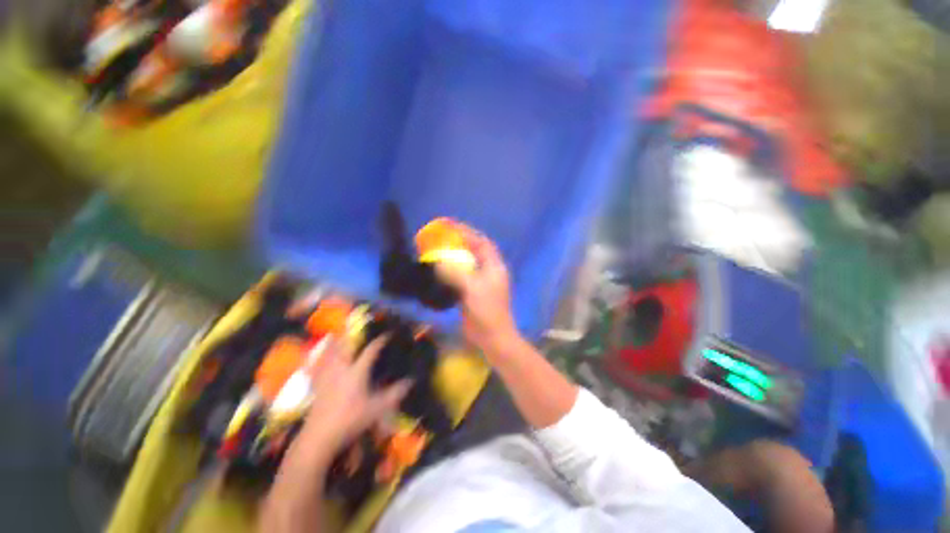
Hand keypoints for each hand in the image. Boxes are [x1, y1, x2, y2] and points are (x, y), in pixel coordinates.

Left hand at [297, 336, 410, 454]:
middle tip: (358, 328)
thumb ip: (394, 394)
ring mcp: (327, 376)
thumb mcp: (377, 409)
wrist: (319, 436)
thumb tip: (410, 381)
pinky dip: (320, 358)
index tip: (387, 335)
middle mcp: (341, 369)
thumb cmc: (350, 420)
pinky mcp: (317, 385)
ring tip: (338, 335)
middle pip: (346, 346)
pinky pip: (317, 366)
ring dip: (335, 343)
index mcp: (357, 372)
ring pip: (330, 353)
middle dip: (353, 335)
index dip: (379, 341)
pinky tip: (320, 357)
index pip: (370, 351)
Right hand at [436, 227, 518, 354]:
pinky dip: (451, 272)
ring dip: (454, 257)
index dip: (469, 233)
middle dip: (460, 243)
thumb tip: (439, 262)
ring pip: (467, 264)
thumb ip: (455, 272)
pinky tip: (440, 270)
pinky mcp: (473, 293)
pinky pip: (461, 277)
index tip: (453, 226)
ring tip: (439, 250)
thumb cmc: (486, 310)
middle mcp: (489, 271)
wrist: (491, 337)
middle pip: (474, 252)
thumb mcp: (472, 288)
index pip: (483, 243)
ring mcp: (481, 283)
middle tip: (443, 238)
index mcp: (494, 266)